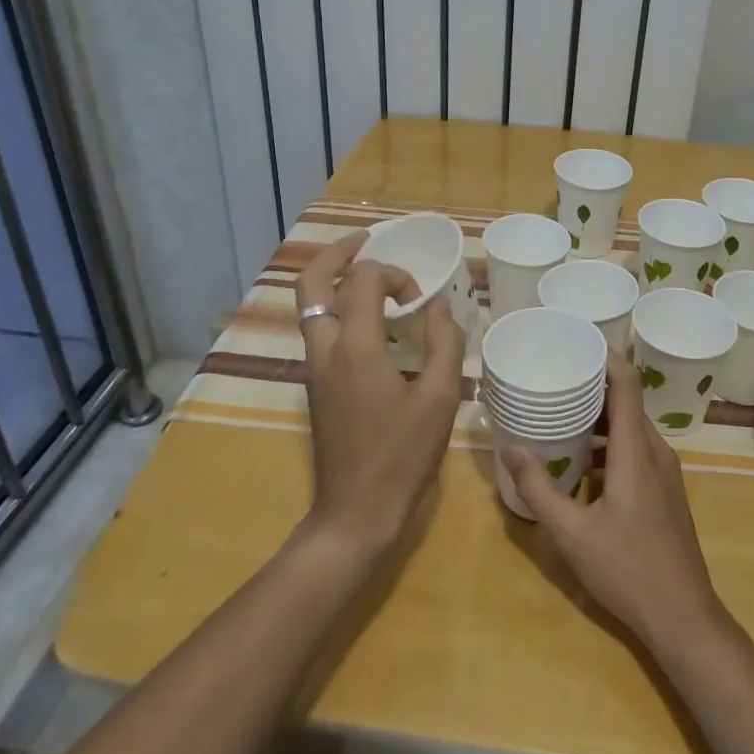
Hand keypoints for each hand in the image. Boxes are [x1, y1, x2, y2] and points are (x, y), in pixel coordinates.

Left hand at [295, 234, 464, 559]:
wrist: (355, 513)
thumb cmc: (402, 457)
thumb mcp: (440, 399)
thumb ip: (445, 344)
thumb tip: (440, 307)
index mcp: (356, 347)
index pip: (364, 280)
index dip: (395, 275)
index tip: (420, 302)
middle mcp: (325, 349)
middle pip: (311, 282)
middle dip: (337, 253)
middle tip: (366, 240)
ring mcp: (314, 368)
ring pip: (309, 305)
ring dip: (334, 279)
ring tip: (368, 274)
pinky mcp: (315, 385)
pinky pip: (318, 328)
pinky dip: (338, 308)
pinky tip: (371, 322)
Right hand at [506, 350, 725, 652]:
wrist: (684, 618)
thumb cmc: (628, 570)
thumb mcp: (572, 533)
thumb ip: (539, 489)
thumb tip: (510, 447)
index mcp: (637, 450)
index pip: (627, 382)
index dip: (605, 356)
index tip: (575, 343)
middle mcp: (655, 451)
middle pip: (626, 402)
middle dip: (592, 387)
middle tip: (554, 380)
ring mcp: (665, 472)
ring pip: (631, 428)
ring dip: (599, 419)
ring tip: (560, 417)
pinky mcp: (665, 491)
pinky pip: (636, 450)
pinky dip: (609, 444)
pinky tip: (581, 464)